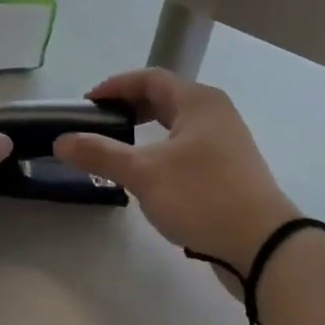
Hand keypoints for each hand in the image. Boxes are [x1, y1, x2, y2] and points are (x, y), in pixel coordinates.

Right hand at [54, 68, 299, 273]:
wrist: (263, 245)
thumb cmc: (202, 197)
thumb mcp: (144, 174)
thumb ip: (101, 154)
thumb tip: (61, 140)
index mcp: (198, 101)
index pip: (150, 78)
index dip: (115, 87)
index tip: (87, 104)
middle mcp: (215, 113)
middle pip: (165, 98)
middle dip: (130, 107)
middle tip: (99, 125)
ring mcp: (227, 141)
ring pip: (178, 124)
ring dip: (147, 131)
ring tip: (119, 149)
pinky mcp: (231, 169)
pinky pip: (189, 147)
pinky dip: (164, 150)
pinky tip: (150, 175)